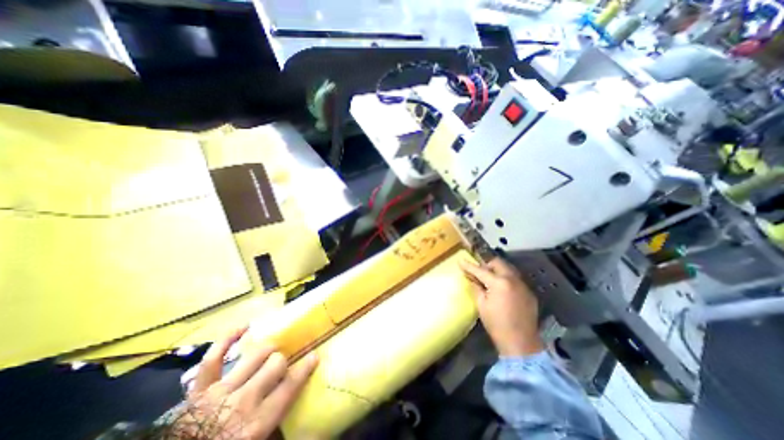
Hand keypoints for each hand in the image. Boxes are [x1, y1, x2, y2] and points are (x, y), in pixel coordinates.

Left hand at [173, 328, 316, 437]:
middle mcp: (243, 401)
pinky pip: (214, 357)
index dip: (306, 367)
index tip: (314, 356)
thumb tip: (304, 412)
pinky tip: (244, 327)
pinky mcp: (199, 389)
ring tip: (270, 352)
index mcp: (258, 422)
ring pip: (255, 354)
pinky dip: (228, 339)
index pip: (290, 385)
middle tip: (281, 367)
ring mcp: (219, 391)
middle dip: (282, 362)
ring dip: (267, 350)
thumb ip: (280, 422)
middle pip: (276, 363)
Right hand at [461, 257, 543, 356]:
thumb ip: (475, 287)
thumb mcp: (481, 305)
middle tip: (478, 271)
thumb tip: (470, 277)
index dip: (469, 266)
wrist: (521, 343)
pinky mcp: (529, 292)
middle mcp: (513, 279)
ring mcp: (523, 285)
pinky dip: (506, 279)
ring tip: (489, 278)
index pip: (480, 270)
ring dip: (497, 270)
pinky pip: (515, 279)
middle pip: (498, 263)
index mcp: (499, 283)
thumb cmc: (496, 324)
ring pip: (508, 269)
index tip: (460, 261)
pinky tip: (501, 289)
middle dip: (486, 264)